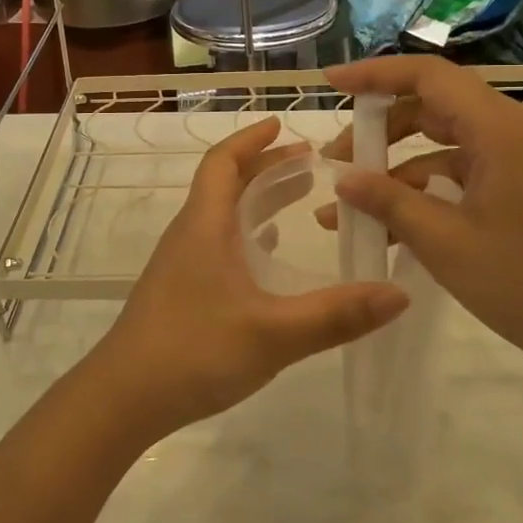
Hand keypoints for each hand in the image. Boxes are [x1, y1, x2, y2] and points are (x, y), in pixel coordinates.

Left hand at [81, 117, 409, 442]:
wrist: (123, 398)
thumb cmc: (193, 351)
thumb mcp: (273, 334)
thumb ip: (336, 315)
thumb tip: (398, 293)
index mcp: (204, 225)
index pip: (223, 162)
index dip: (251, 139)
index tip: (282, 123)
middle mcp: (189, 235)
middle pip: (225, 183)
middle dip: (265, 166)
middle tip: (310, 162)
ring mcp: (181, 264)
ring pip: (221, 214)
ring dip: (257, 199)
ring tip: (299, 196)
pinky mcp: (180, 291)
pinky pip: (217, 244)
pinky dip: (246, 235)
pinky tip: (267, 254)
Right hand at [323, 55, 522, 388]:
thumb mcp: (445, 243)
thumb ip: (388, 201)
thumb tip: (342, 179)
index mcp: (501, 129)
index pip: (428, 76)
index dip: (374, 76)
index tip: (330, 85)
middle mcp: (515, 128)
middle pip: (434, 105)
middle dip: (380, 130)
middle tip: (337, 162)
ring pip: (446, 140)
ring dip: (399, 165)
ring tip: (353, 203)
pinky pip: (466, 167)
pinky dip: (428, 186)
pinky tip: (393, 222)